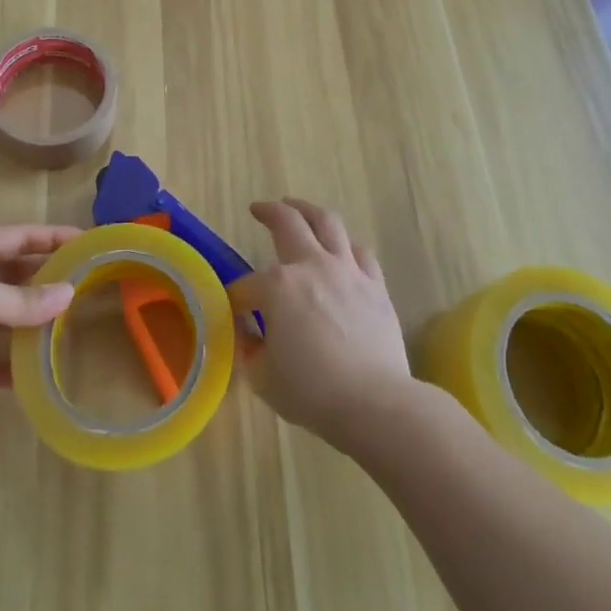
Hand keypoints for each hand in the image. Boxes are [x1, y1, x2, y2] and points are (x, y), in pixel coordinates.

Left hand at [0, 224, 78, 428]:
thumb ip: (25, 298)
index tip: (83, 240)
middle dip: (42, 280)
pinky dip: (7, 368)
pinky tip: (33, 374)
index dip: (48, 236)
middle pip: (9, 276)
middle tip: (81, 284)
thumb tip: (68, 294)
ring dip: (28, 324)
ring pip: (0, 320)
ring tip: (66, 326)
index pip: (13, 237)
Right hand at [228, 198, 414, 450]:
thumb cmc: (312, 392)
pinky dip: (346, 245)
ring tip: (298, 207)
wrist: (375, 403)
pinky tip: (341, 247)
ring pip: (327, 223)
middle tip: (259, 208)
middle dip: (268, 212)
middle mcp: (311, 266)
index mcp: (277, 287)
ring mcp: (347, 271)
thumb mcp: (262, 377)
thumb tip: (249, 333)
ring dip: (308, 210)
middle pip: (287, 223)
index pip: (247, 286)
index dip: (236, 298)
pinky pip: (360, 252)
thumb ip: (250, 348)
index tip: (234, 311)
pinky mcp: (375, 284)